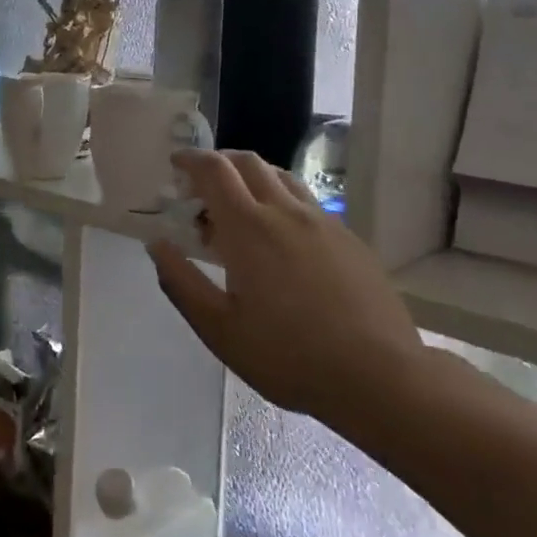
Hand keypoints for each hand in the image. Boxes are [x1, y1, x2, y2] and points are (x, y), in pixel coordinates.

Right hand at [148, 151, 424, 422]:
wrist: (378, 376)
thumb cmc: (288, 356)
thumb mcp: (220, 330)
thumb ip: (182, 282)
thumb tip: (157, 244)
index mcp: (248, 228)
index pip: (214, 171)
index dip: (191, 160)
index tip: (175, 164)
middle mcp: (285, 211)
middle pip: (248, 163)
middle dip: (219, 163)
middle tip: (202, 187)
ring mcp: (323, 222)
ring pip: (282, 178)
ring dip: (253, 178)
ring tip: (240, 208)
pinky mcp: (349, 238)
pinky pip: (307, 202)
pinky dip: (282, 201)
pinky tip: (282, 240)